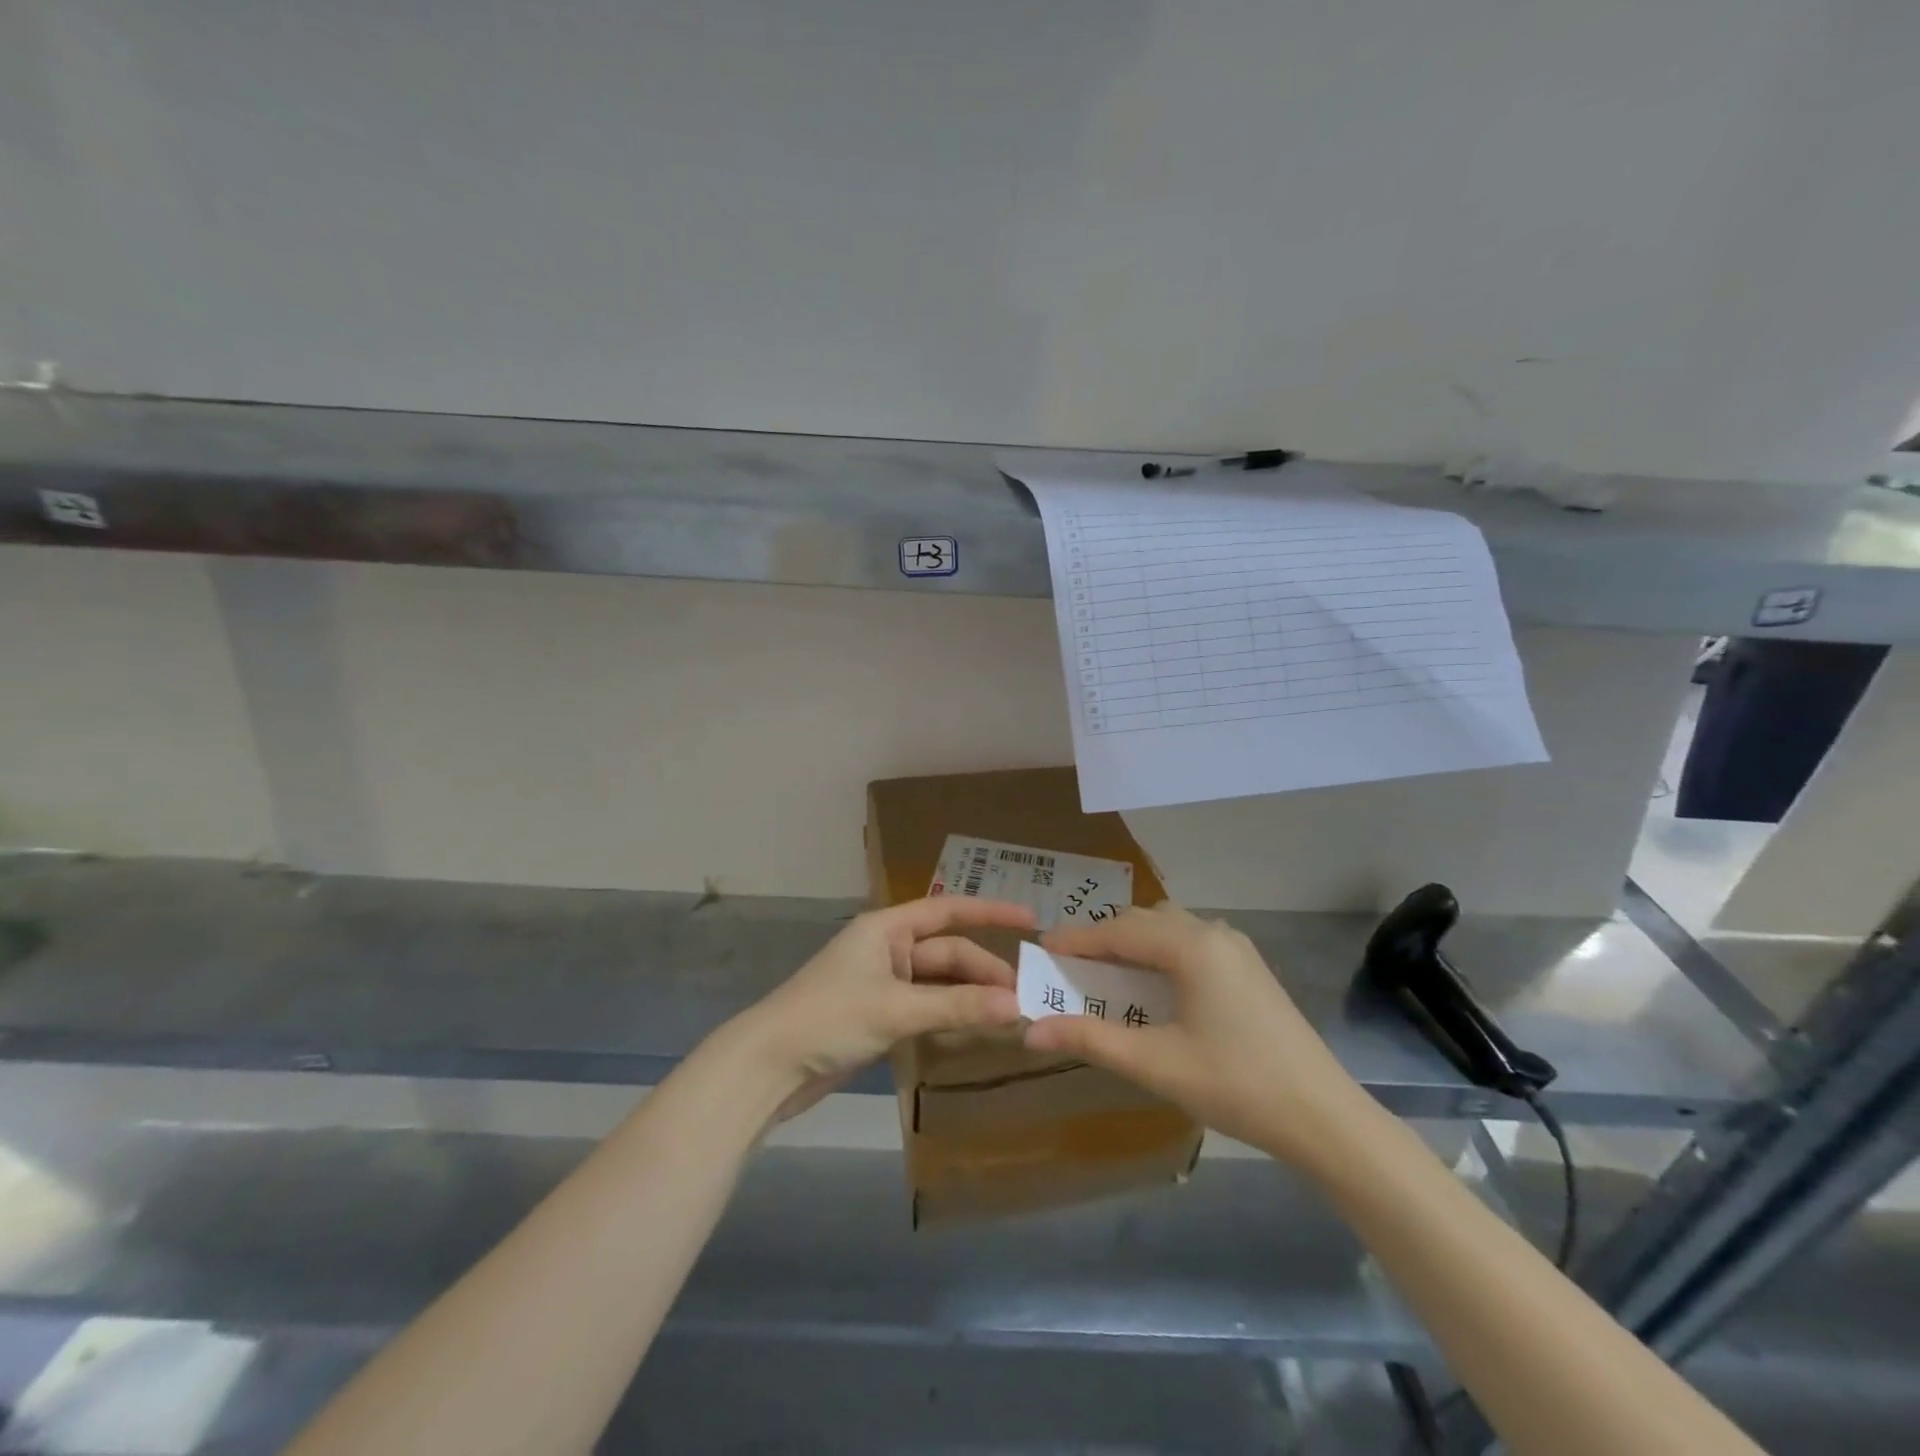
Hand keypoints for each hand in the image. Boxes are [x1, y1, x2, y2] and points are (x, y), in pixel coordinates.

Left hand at [735, 896, 1036, 1119]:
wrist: (769, 1065)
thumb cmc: (829, 1018)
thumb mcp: (896, 1009)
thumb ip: (956, 1007)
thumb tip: (1017, 1006)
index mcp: (887, 928)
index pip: (948, 910)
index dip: (990, 913)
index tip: (1031, 919)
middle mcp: (887, 949)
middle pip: (948, 953)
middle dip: (984, 972)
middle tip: (1025, 996)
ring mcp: (883, 984)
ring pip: (939, 984)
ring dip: (970, 998)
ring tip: (1009, 1016)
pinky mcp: (879, 1016)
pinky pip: (926, 1009)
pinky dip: (950, 1017)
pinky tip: (975, 1031)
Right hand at [1023, 903, 1366, 1165]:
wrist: (1325, 1117)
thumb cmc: (1236, 1085)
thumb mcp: (1156, 1064)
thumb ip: (1091, 1040)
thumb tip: (1031, 1030)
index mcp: (1191, 946)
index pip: (1118, 931)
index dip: (1076, 940)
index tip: (1040, 949)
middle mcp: (1214, 933)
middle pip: (1144, 921)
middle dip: (1102, 938)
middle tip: (1068, 964)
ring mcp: (1237, 949)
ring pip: (1169, 928)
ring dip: (1133, 943)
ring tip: (1104, 972)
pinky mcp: (1250, 968)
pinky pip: (1191, 943)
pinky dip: (1160, 953)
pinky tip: (1153, 984)